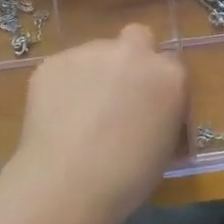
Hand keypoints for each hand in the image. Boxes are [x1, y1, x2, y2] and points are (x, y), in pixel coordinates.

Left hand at [7, 23, 187, 220]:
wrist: (68, 184)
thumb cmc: (127, 179)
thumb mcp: (165, 148)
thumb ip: (162, 114)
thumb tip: (151, 114)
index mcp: (168, 76)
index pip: (171, 66)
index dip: (158, 85)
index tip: (149, 107)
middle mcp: (131, 53)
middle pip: (136, 39)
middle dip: (131, 59)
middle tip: (117, 94)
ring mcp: (89, 53)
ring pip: (96, 53)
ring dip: (95, 73)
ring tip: (80, 112)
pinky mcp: (53, 62)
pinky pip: (64, 69)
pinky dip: (63, 86)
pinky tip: (57, 116)